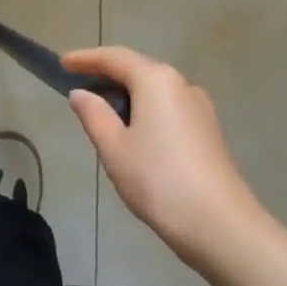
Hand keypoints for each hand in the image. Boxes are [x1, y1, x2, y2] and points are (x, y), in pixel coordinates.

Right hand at [65, 46, 267, 267]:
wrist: (223, 228)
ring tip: (103, 115)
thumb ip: (93, 115)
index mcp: (155, 80)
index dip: (85, 58)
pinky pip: (168, 107)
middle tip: (79, 87)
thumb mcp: (114, 149)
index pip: (113, 57)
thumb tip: (81, 93)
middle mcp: (180, 84)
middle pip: (136, 69)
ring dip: (127, 94)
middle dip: (106, 75)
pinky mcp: (208, 131)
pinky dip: (146, 110)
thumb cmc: (160, 181)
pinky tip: (135, 135)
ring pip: (154, 90)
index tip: (62, 63)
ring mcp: (199, 107)